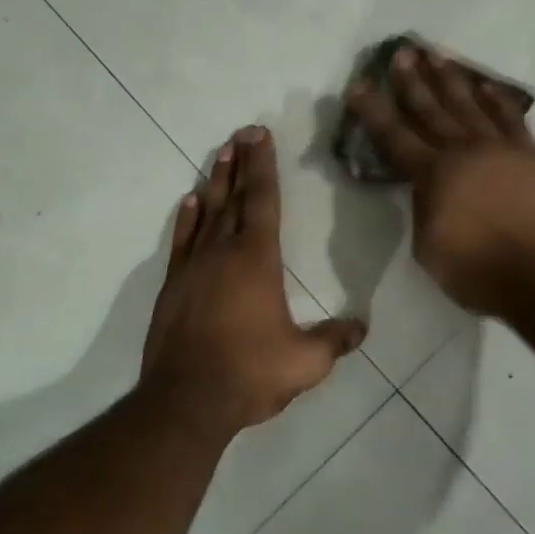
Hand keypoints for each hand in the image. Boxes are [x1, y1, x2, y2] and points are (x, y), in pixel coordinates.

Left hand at [142, 126, 366, 434]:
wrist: (185, 401)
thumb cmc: (249, 374)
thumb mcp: (304, 363)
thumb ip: (335, 341)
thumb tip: (362, 327)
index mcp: (257, 260)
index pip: (262, 201)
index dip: (263, 166)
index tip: (260, 136)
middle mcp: (223, 252)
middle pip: (233, 197)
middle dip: (240, 163)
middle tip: (242, 132)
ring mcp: (193, 267)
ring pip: (206, 213)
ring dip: (215, 181)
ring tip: (221, 153)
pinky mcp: (173, 286)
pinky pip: (181, 241)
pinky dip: (186, 218)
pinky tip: (189, 201)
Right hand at [346, 48, 534, 319]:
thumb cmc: (479, 271)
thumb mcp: (429, 248)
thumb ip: (423, 210)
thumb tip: (426, 190)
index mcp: (433, 174)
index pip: (395, 136)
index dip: (374, 111)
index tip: (358, 86)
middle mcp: (463, 151)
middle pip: (431, 110)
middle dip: (412, 82)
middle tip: (401, 54)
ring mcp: (500, 149)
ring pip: (469, 105)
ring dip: (451, 80)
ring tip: (436, 56)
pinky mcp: (530, 156)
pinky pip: (511, 119)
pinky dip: (498, 100)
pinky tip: (487, 85)